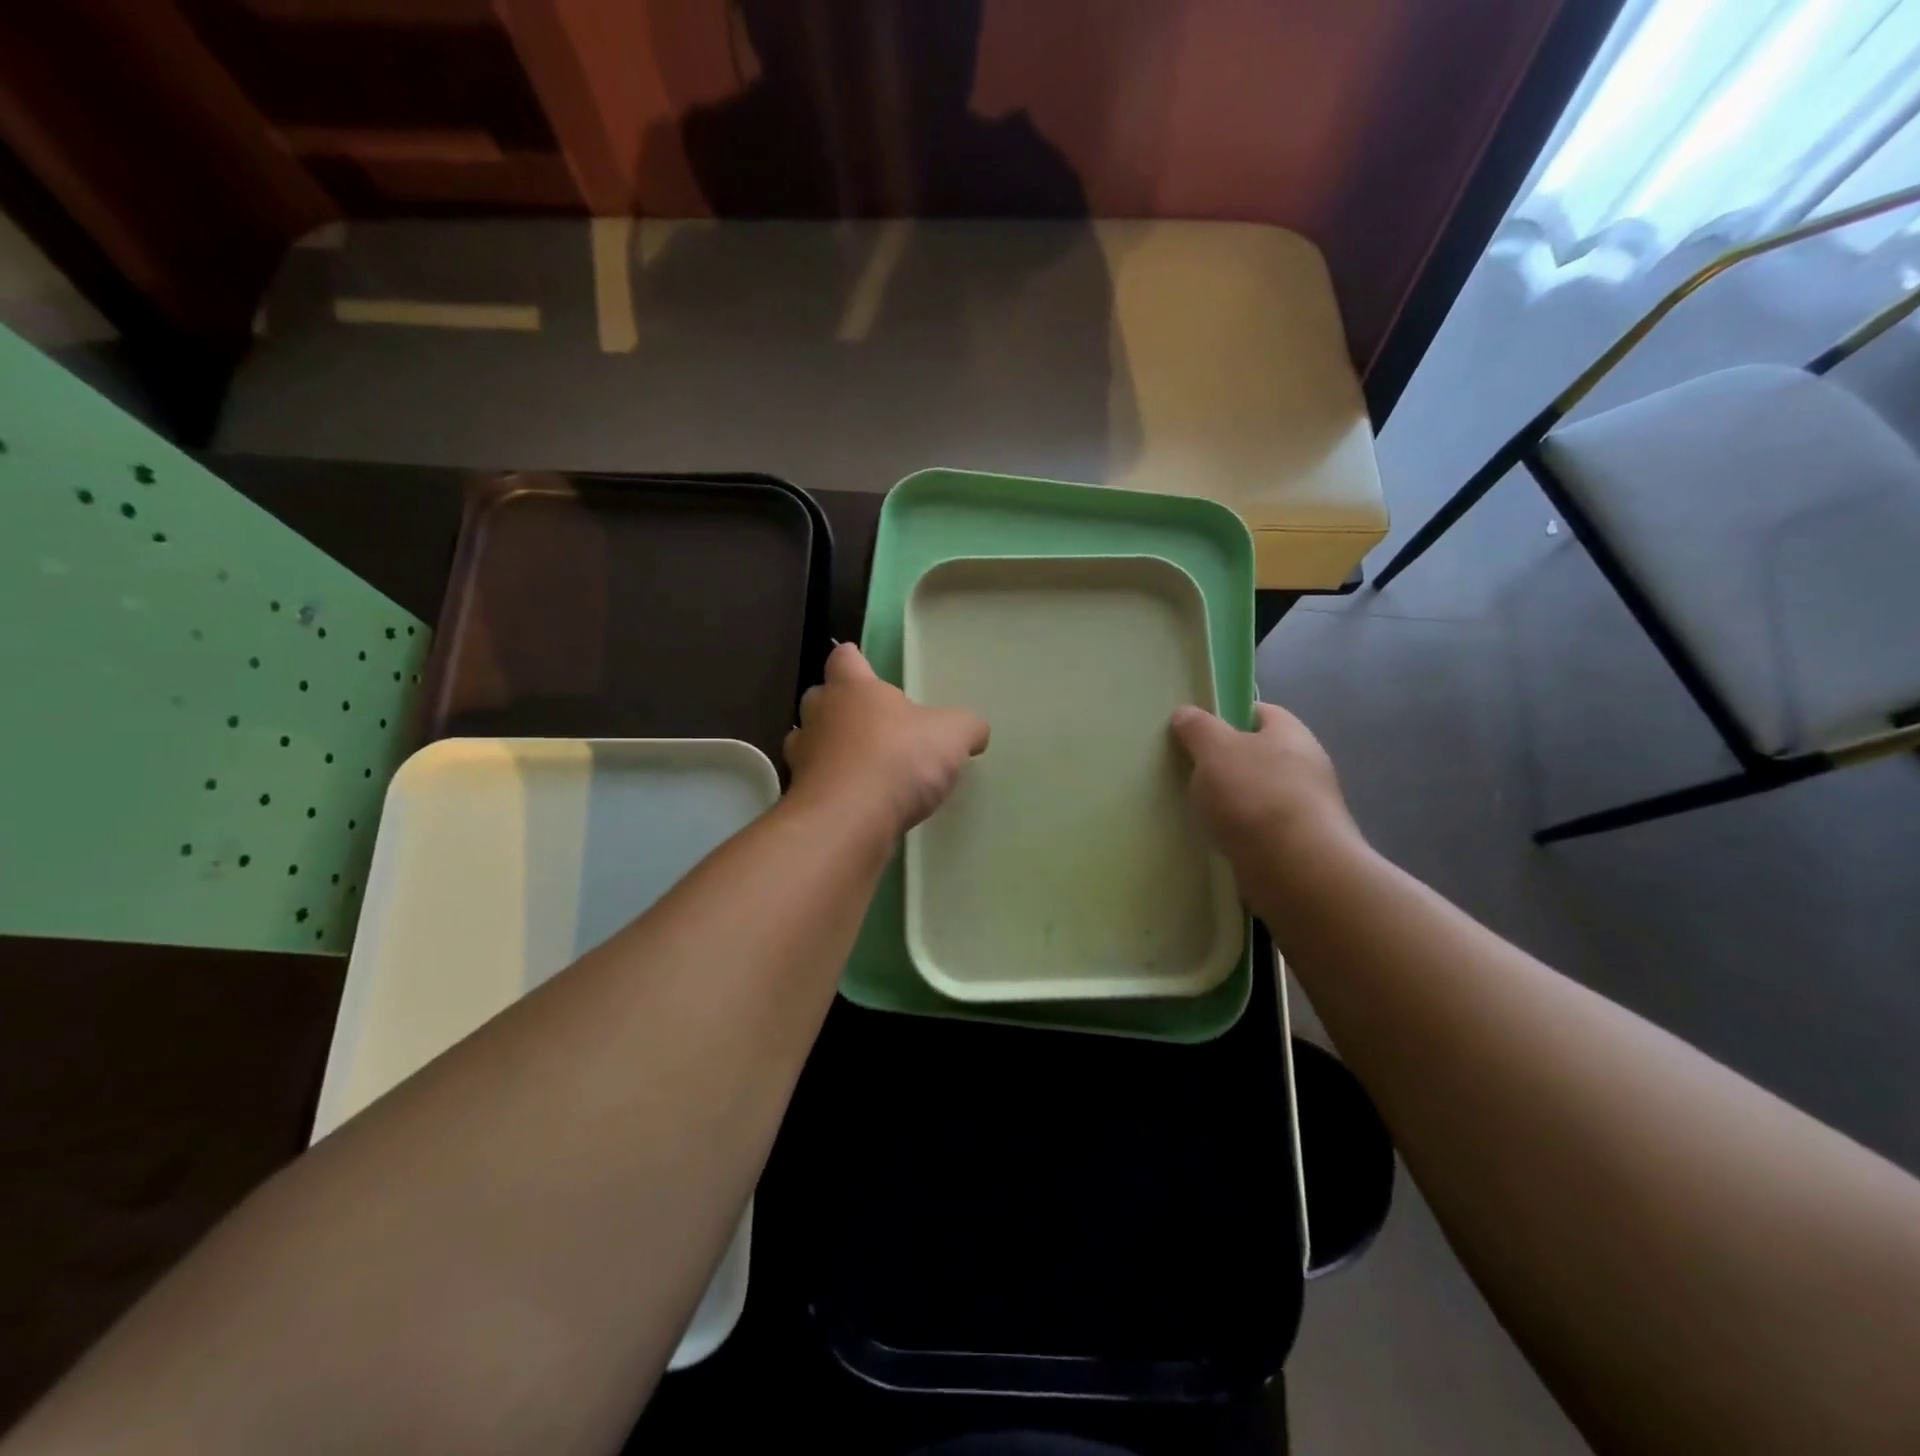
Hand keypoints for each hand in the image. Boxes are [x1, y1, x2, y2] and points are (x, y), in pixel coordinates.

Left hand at [785, 644, 989, 839]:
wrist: (848, 821)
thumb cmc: (897, 760)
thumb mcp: (952, 736)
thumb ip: (966, 727)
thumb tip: (976, 731)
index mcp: (852, 689)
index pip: (844, 658)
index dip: (853, 659)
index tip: (863, 664)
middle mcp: (820, 716)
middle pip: (819, 698)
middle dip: (838, 706)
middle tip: (868, 721)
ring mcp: (803, 758)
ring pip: (809, 741)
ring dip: (828, 748)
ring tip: (859, 763)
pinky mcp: (802, 796)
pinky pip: (814, 782)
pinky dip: (830, 787)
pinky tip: (855, 801)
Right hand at [1170, 703, 1363, 877]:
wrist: (1297, 869)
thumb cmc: (1255, 796)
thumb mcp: (1215, 749)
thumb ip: (1198, 728)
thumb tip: (1186, 713)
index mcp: (1290, 732)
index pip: (1258, 712)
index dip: (1226, 716)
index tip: (1196, 733)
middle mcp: (1306, 764)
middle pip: (1257, 754)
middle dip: (1225, 763)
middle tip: (1189, 772)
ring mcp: (1307, 807)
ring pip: (1258, 793)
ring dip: (1232, 801)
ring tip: (1197, 811)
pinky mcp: (1301, 843)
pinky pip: (1262, 828)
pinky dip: (1241, 831)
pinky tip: (1218, 840)